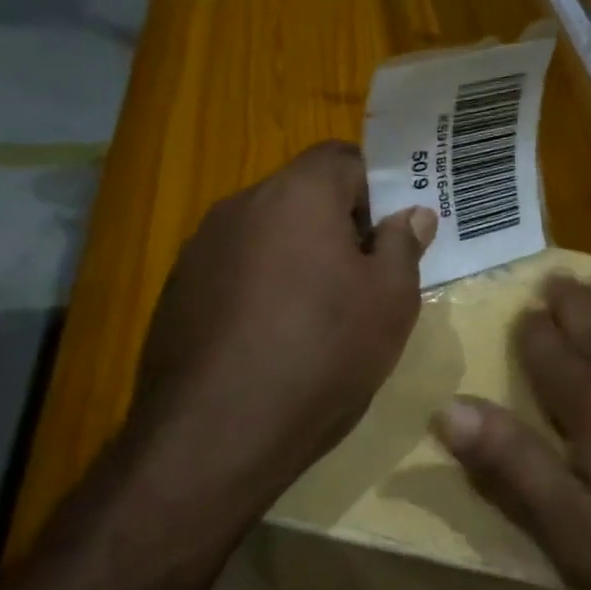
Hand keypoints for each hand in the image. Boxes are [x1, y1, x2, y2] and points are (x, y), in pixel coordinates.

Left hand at [126, 141, 434, 509]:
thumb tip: (413, 214)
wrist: (218, 432)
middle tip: (363, 281)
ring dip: (297, 258)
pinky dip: (260, 289)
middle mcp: (241, 206)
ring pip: (266, 234)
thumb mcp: (391, 302)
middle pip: (301, 194)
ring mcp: (200, 249)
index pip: (343, 157)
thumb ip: (404, 246)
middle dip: (337, 226)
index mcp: (298, 195)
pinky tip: (272, 341)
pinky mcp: (177, 291)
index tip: (389, 238)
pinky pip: (234, 271)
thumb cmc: (324, 354)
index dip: (375, 189)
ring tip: (318, 317)